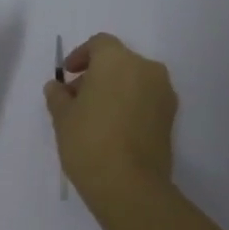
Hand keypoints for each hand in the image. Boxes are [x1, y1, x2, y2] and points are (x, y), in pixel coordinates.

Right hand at [43, 33, 176, 214]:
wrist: (129, 185)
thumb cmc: (89, 141)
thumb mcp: (62, 117)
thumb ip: (58, 96)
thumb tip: (57, 87)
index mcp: (117, 60)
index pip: (99, 44)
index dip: (80, 56)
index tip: (67, 76)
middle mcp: (146, 69)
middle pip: (118, 62)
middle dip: (96, 75)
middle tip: (76, 99)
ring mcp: (163, 93)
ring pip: (134, 81)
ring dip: (115, 90)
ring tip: (94, 117)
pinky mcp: (171, 117)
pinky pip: (146, 100)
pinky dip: (130, 105)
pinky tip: (113, 128)